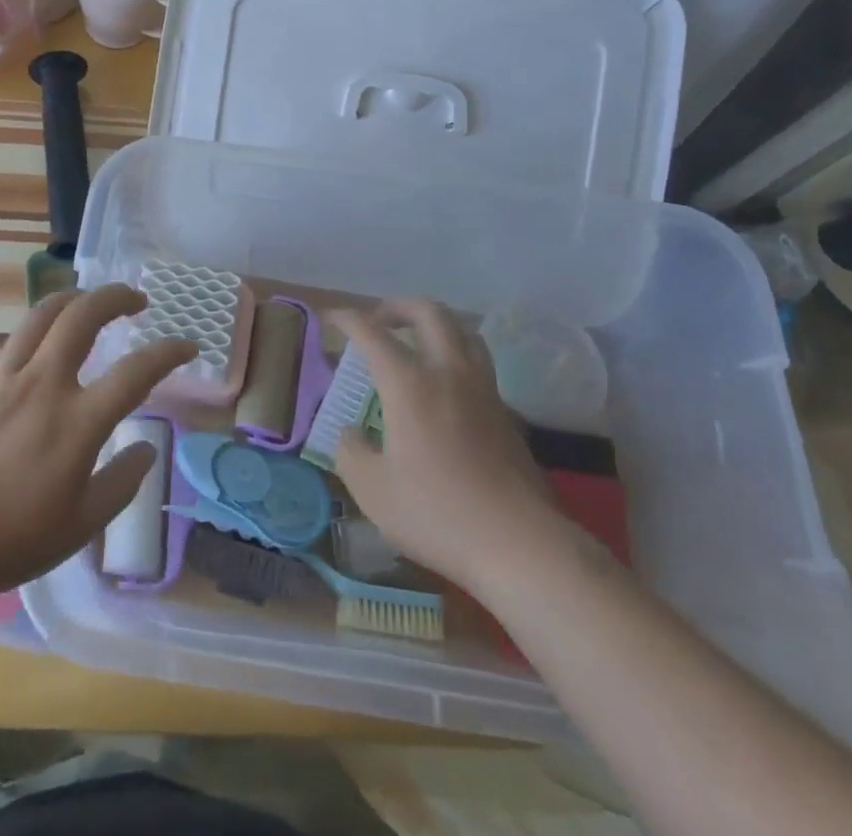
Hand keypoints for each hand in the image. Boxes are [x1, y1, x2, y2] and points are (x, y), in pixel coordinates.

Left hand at [0, 285, 194, 605]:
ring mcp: (8, 377)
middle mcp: (45, 384)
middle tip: (136, 300)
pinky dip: (40, 327)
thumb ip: (122, 482)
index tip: (188, 345)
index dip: (169, 352)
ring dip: (75, 298)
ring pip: (44, 313)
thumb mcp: (81, 525)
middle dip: (116, 296)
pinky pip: (16, 338)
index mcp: (78, 422)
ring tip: (91, 302)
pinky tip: (45, 342)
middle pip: (84, 315)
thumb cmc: (10, 538)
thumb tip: (146, 449)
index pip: (136, 371)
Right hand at [331, 300, 570, 590]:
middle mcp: (448, 373)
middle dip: (397, 307)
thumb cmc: (437, 513)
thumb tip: (351, 433)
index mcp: (409, 384)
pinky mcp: (506, 413)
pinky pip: (478, 363)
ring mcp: (483, 390)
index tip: (331, 317)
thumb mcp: (372, 490)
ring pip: (463, 331)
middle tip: (377, 322)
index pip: (372, 333)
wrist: (520, 545)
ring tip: (415, 344)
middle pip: (428, 312)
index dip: (347, 318)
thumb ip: (351, 452)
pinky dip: (455, 356)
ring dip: (434, 325)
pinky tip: (444, 388)